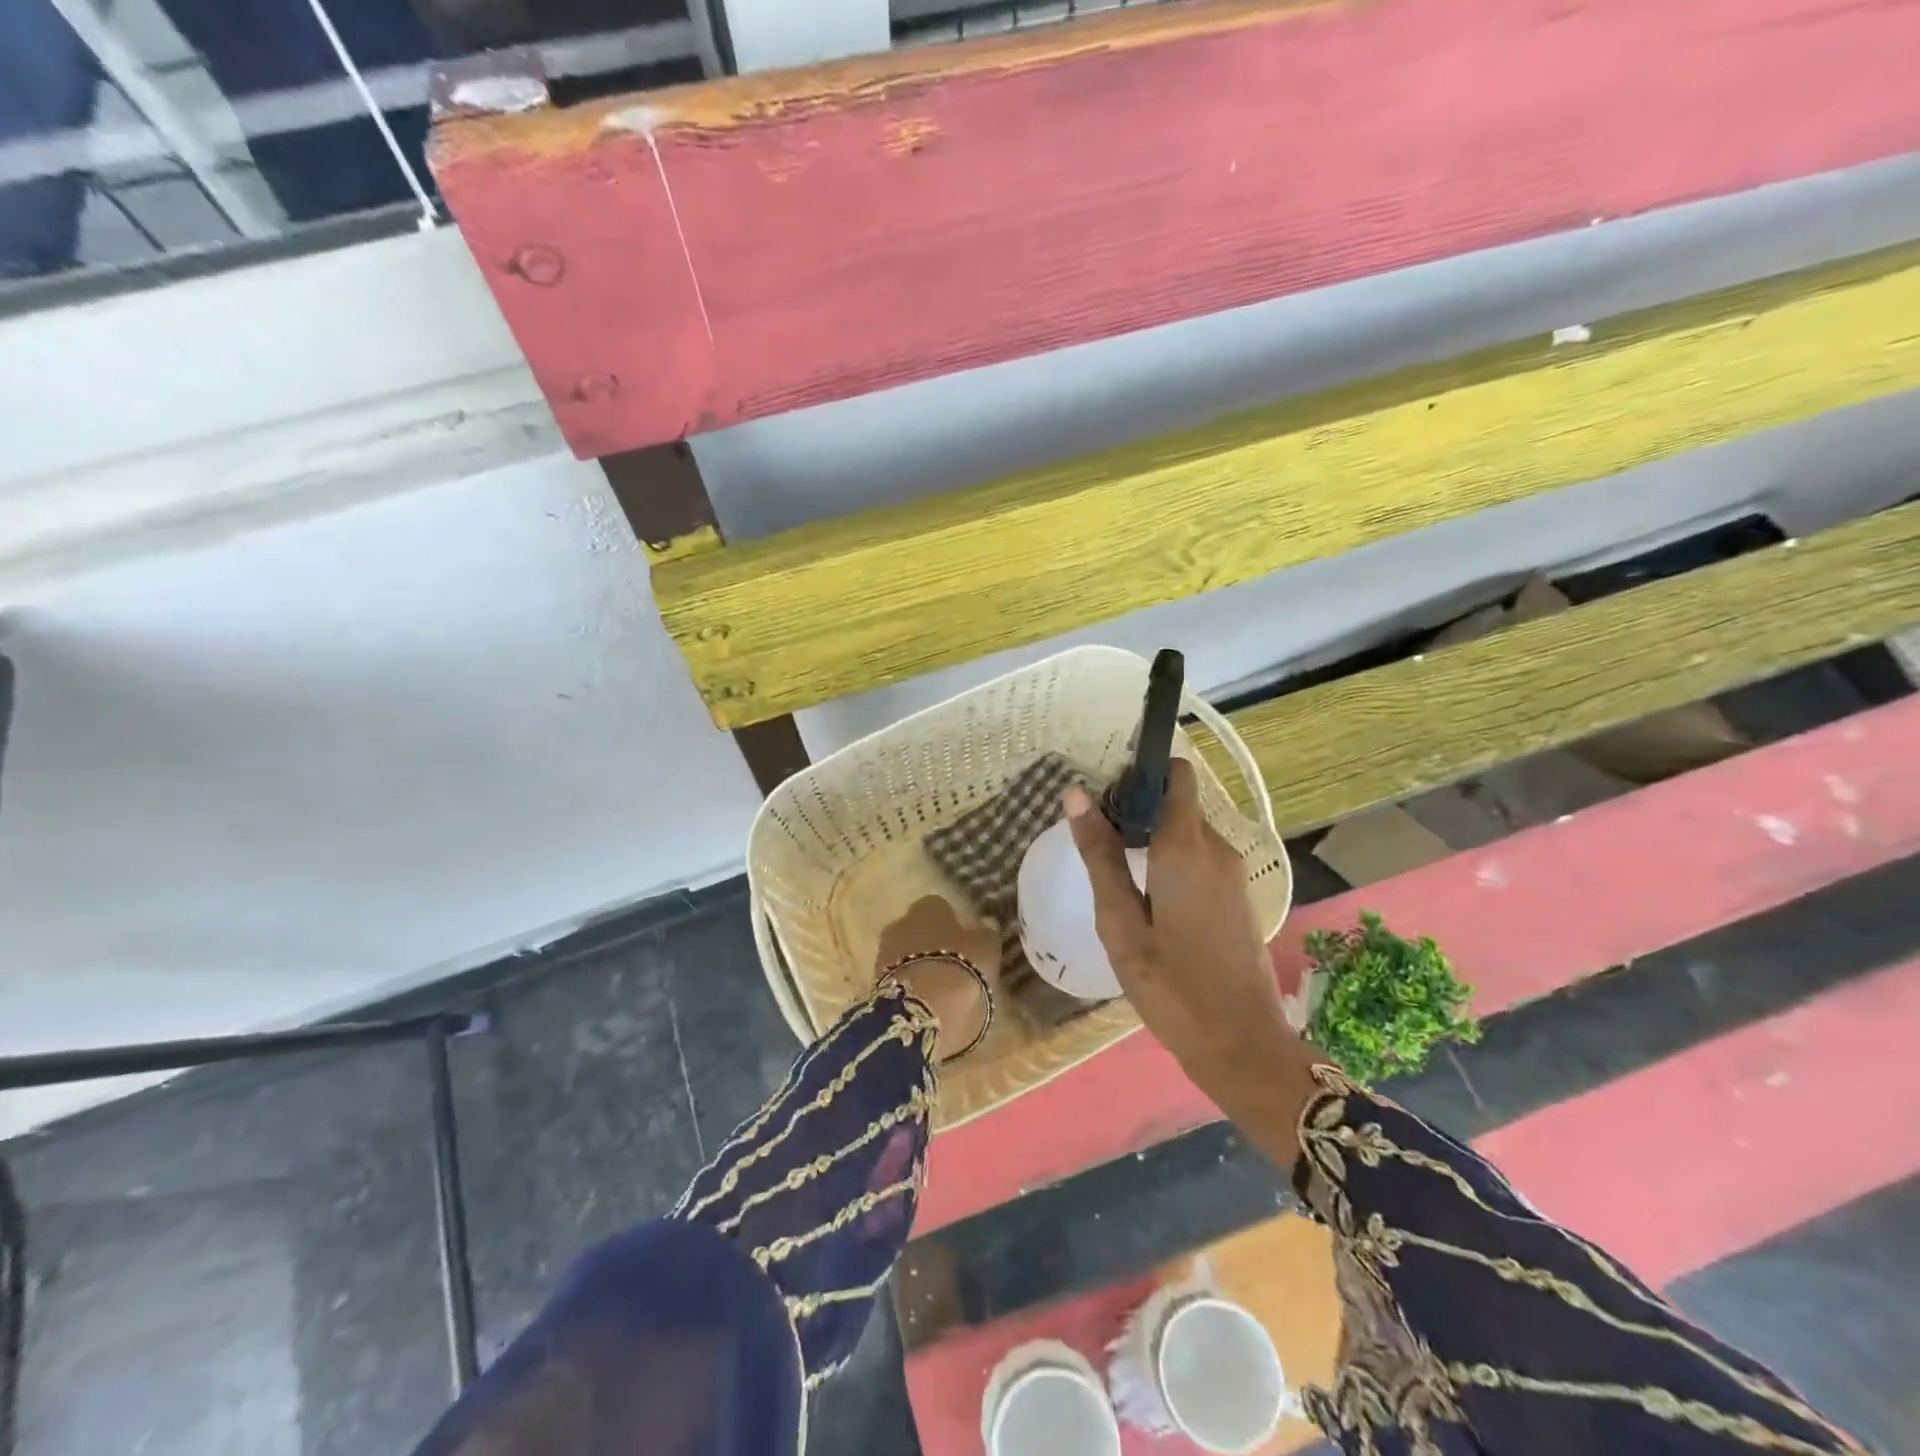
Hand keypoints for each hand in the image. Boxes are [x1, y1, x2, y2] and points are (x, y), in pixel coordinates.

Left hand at [874, 895, 1002, 1059]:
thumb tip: (986, 923)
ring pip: (907, 955)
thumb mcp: (986, 949)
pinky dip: (912, 987)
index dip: (954, 924)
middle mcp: (901, 922)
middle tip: (954, 966)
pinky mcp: (875, 983)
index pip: (940, 907)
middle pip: (919, 930)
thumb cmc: (959, 968)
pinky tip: (927, 1003)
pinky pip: (900, 979)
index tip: (966, 943)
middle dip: (932, 945)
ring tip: (942, 990)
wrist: (920, 1009)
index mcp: (927, 906)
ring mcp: (884, 953)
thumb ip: (986, 934)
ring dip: (921, 967)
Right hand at [1063, 760, 1300, 1106]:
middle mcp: (1217, 847)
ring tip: (1116, 870)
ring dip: (1155, 839)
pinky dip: (1173, 862)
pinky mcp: (1238, 896)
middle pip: (1179, 802)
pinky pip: (1201, 858)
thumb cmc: (1171, 985)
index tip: (1107, 790)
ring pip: (1189, 832)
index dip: (1143, 771)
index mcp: (1186, 846)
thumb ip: (1100, 855)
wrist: (1242, 1045)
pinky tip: (1148, 897)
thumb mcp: (1120, 922)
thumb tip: (1076, 794)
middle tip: (1098, 841)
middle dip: (1140, 809)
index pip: (1176, 775)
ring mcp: (1233, 873)